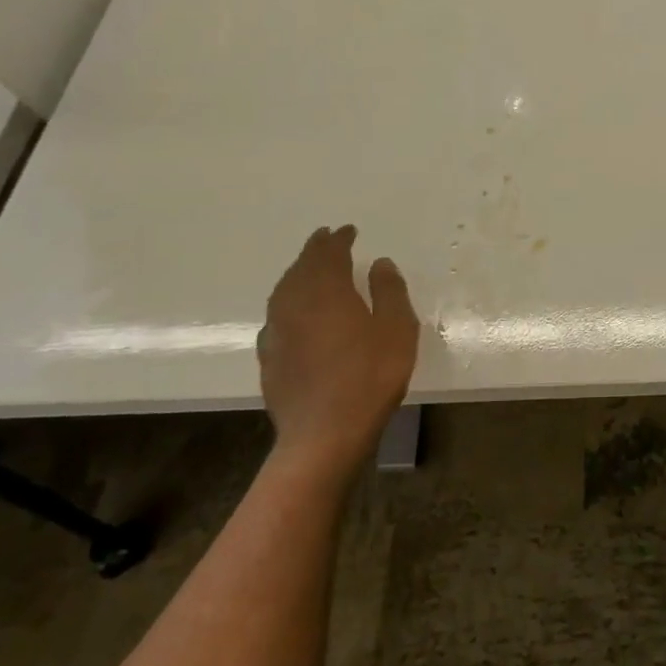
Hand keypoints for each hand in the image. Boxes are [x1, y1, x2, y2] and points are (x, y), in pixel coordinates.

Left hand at [258, 226, 418, 480]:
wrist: (323, 434)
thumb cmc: (369, 376)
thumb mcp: (396, 328)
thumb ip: (388, 291)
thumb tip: (379, 263)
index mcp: (326, 292)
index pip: (329, 255)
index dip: (338, 240)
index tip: (348, 230)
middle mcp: (295, 305)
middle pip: (301, 269)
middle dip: (314, 251)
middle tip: (325, 239)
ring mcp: (277, 333)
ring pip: (283, 292)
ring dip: (296, 274)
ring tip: (308, 270)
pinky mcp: (270, 359)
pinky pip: (276, 318)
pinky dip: (286, 304)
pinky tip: (292, 315)